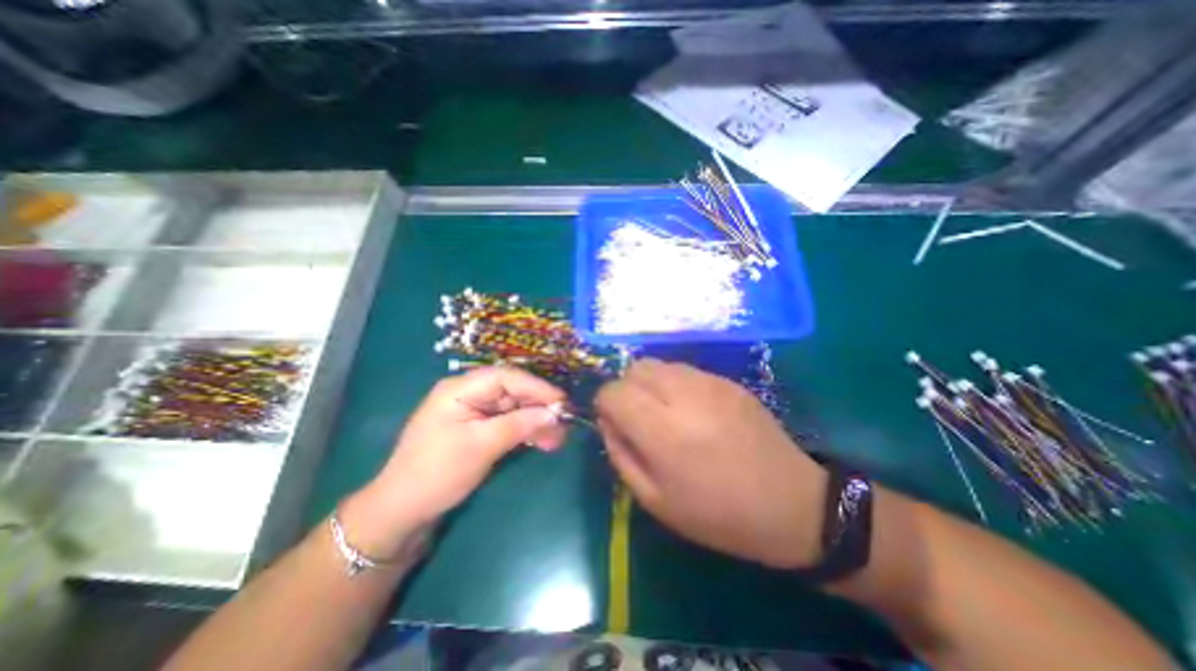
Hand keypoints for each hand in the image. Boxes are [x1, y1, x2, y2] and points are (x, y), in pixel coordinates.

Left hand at [343, 366, 565, 561]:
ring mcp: (473, 411)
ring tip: (557, 440)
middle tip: (563, 425)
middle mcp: (468, 394)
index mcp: (461, 389)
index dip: (537, 387)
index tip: (562, 401)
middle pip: (512, 392)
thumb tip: (554, 413)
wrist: (401, 512)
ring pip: (513, 408)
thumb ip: (519, 425)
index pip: (506, 377)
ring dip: (535, 422)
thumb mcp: (481, 447)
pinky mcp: (477, 429)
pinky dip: (525, 431)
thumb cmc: (436, 473)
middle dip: (539, 408)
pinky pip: (507, 423)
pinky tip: (542, 442)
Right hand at [596, 359, 828, 566]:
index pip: (613, 392)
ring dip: (649, 384)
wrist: (791, 503)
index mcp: (663, 432)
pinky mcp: (727, 380)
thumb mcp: (655, 500)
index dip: (605, 405)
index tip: (615, 423)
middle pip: (634, 369)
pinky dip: (673, 384)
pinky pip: (683, 370)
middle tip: (639, 419)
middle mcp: (684, 396)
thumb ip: (621, 454)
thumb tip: (608, 420)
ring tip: (664, 413)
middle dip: (626, 390)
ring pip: (657, 364)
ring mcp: (709, 383)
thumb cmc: (718, 514)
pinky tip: (691, 411)